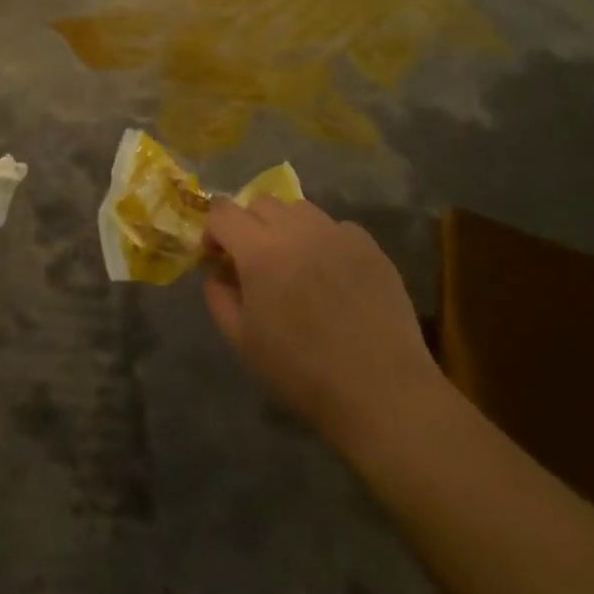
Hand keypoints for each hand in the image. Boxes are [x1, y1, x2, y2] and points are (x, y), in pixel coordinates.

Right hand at [203, 198, 443, 445]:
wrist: (380, 390)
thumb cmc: (301, 371)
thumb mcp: (242, 341)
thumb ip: (219, 298)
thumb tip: (217, 275)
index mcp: (260, 252)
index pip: (224, 212)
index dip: (213, 230)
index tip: (217, 257)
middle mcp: (297, 230)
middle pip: (261, 203)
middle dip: (249, 225)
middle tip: (253, 260)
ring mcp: (337, 234)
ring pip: (300, 209)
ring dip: (286, 227)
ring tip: (294, 262)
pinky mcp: (370, 246)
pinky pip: (336, 227)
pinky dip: (324, 240)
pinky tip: (331, 274)